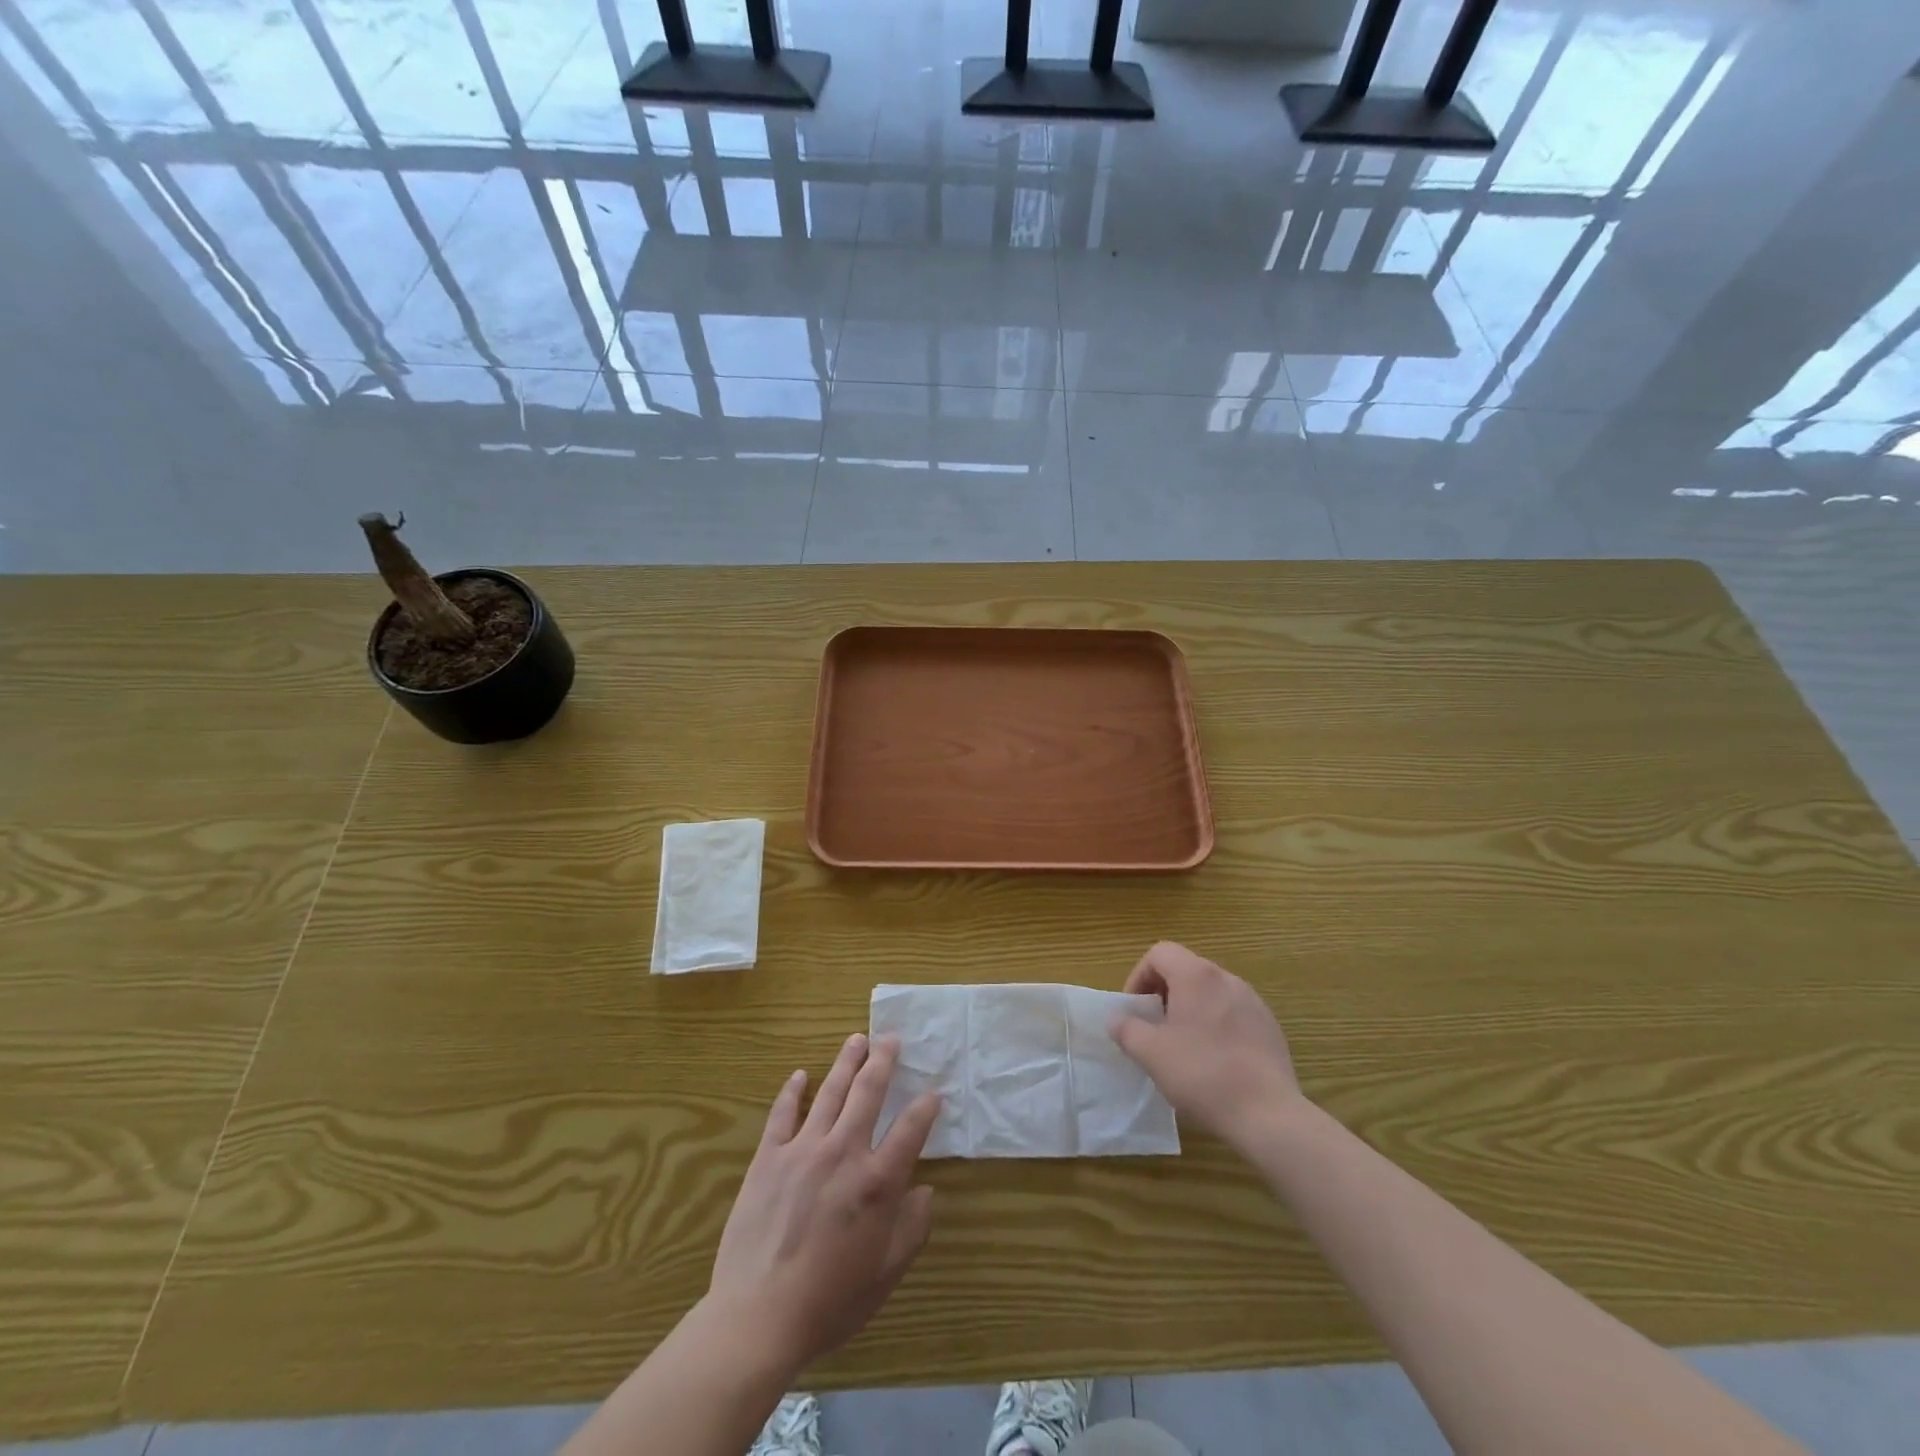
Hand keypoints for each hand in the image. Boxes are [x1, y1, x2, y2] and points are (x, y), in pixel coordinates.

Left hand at [707, 1033, 940, 1377]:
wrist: (759, 1318)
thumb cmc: (830, 1301)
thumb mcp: (886, 1274)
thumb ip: (912, 1229)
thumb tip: (925, 1191)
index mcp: (878, 1181)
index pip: (911, 1129)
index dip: (926, 1107)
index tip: (934, 1092)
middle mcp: (844, 1152)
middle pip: (869, 1092)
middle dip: (884, 1061)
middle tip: (891, 1037)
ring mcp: (803, 1149)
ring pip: (831, 1091)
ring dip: (846, 1062)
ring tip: (857, 1040)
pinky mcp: (768, 1157)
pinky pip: (783, 1113)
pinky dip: (793, 1090)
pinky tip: (800, 1075)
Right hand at [1111, 941, 1301, 1150]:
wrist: (1269, 1115)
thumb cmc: (1202, 1075)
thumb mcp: (1150, 1053)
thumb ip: (1126, 1029)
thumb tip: (1118, 1018)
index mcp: (1196, 976)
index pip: (1159, 953)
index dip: (1139, 976)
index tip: (1136, 1010)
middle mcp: (1226, 978)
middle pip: (1185, 969)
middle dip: (1163, 993)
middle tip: (1154, 1028)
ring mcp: (1253, 1001)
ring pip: (1210, 992)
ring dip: (1190, 1009)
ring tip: (1182, 1045)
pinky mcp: (1270, 1026)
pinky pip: (1233, 1012)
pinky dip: (1215, 1024)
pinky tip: (1214, 1060)